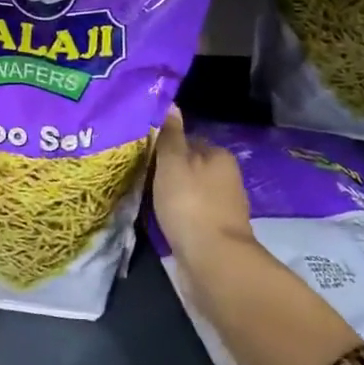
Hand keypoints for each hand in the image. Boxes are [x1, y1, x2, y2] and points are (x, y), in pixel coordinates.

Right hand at [152, 109, 270, 273]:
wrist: (212, 261)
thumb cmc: (190, 203)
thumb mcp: (173, 162)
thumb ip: (169, 134)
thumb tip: (170, 103)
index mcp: (219, 155)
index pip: (188, 140)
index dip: (163, 144)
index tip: (141, 152)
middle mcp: (226, 177)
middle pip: (189, 166)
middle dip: (167, 171)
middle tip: (137, 175)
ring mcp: (222, 207)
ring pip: (188, 191)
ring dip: (170, 194)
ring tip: (143, 198)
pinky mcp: (214, 231)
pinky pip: (189, 213)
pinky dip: (175, 214)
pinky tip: (158, 219)